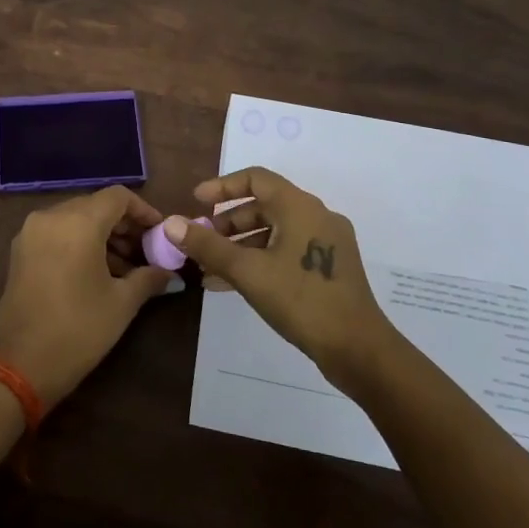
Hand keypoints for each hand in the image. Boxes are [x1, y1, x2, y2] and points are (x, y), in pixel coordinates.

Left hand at [0, 186, 171, 405]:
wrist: (20, 365)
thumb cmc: (78, 329)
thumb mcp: (122, 303)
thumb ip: (149, 278)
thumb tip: (170, 273)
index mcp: (78, 222)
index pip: (118, 197)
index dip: (143, 211)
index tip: (159, 234)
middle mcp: (51, 217)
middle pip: (95, 206)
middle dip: (123, 225)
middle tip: (146, 253)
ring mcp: (31, 232)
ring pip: (75, 219)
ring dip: (102, 235)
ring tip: (126, 268)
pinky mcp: (20, 251)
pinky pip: (57, 233)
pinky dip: (79, 242)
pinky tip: (97, 272)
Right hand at [166, 168, 393, 387]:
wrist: (358, 349)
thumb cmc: (301, 300)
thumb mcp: (248, 271)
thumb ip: (208, 245)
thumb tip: (170, 222)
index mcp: (300, 206)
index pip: (256, 178)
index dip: (222, 186)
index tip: (196, 202)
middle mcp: (316, 216)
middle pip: (264, 206)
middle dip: (227, 223)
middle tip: (201, 241)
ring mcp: (326, 243)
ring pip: (274, 231)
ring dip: (240, 245)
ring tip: (210, 268)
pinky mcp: (330, 268)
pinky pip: (286, 251)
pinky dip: (260, 259)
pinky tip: (233, 284)